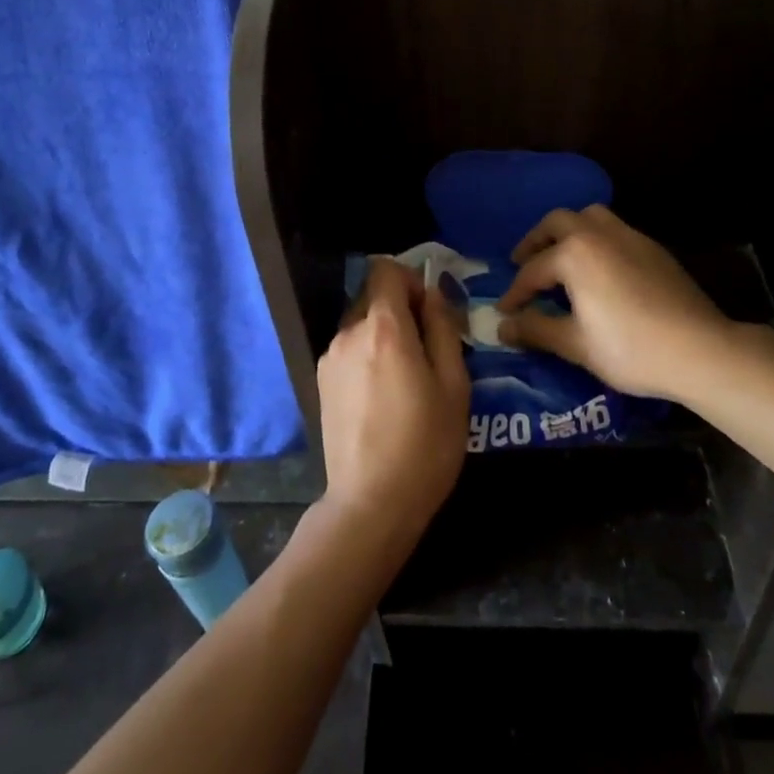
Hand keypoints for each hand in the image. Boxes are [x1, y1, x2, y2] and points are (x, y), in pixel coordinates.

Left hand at [315, 259, 470, 556]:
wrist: (371, 503)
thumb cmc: (425, 444)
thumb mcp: (453, 385)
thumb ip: (442, 329)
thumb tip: (431, 295)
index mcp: (383, 328)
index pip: (386, 270)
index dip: (410, 280)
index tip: (430, 311)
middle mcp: (348, 333)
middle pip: (373, 297)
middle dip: (401, 311)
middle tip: (426, 351)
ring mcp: (329, 358)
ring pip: (361, 325)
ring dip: (384, 336)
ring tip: (405, 380)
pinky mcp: (320, 382)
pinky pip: (350, 350)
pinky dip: (367, 356)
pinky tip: (382, 397)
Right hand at [497, 205, 773, 402]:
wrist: (700, 350)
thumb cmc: (629, 348)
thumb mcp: (575, 344)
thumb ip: (535, 329)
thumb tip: (503, 326)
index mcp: (574, 253)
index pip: (532, 270)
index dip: (515, 293)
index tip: (505, 311)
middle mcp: (598, 234)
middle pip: (557, 223)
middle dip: (536, 242)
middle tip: (523, 264)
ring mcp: (630, 236)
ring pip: (589, 217)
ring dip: (568, 232)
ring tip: (560, 258)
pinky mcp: (653, 248)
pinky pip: (614, 230)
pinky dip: (596, 241)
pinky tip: (599, 270)